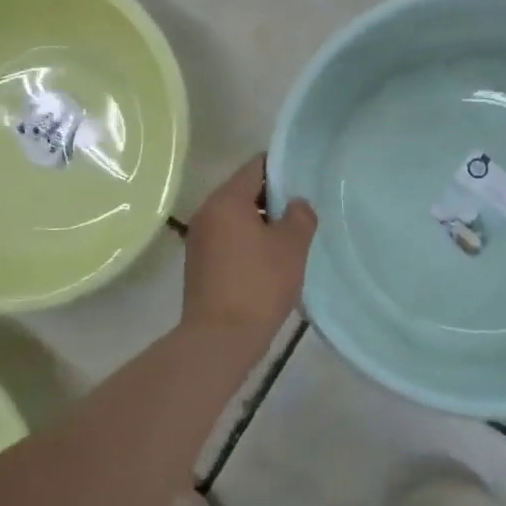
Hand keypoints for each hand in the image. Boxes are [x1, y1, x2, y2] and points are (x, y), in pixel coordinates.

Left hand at [181, 155, 317, 347]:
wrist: (219, 339)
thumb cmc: (259, 285)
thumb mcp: (291, 246)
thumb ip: (300, 216)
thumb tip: (297, 204)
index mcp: (226, 200)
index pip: (256, 166)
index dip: (283, 169)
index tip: (305, 180)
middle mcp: (207, 212)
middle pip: (244, 191)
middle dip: (274, 199)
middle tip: (303, 213)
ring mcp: (199, 239)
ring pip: (236, 217)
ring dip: (262, 223)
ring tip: (291, 239)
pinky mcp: (199, 263)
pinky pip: (228, 239)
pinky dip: (248, 242)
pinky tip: (270, 261)